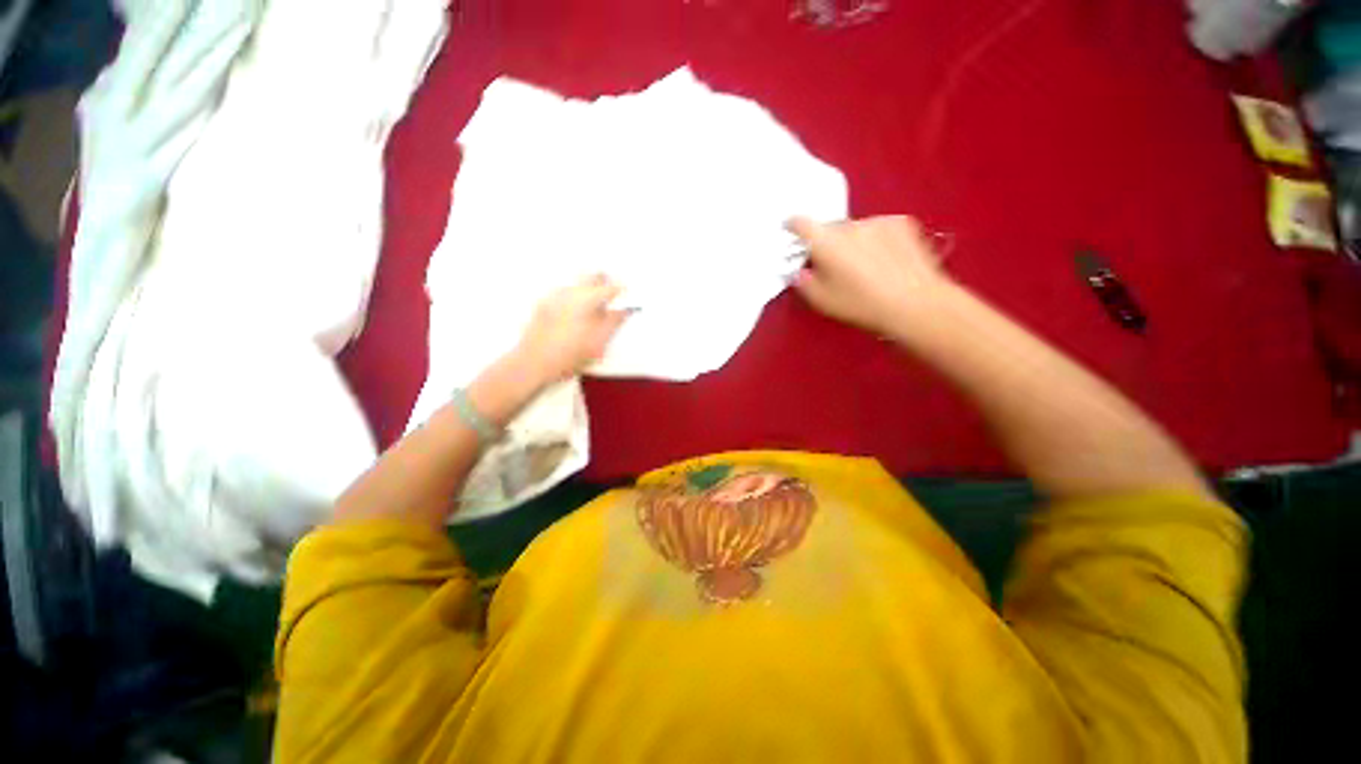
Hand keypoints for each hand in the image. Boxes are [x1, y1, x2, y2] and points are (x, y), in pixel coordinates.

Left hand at [515, 275, 631, 384]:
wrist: (532, 364)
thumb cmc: (569, 355)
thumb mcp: (598, 342)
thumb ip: (613, 322)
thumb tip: (624, 310)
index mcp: (586, 299)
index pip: (611, 287)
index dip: (622, 292)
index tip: (628, 299)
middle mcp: (569, 292)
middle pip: (592, 276)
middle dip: (605, 283)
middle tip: (613, 299)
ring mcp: (553, 296)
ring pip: (577, 283)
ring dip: (589, 290)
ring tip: (595, 309)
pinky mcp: (542, 304)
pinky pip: (564, 293)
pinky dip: (574, 298)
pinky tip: (575, 315)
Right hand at [787, 215, 951, 336]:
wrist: (914, 302)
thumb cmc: (860, 304)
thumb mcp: (822, 300)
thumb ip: (803, 282)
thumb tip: (801, 270)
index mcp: (825, 242)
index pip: (801, 223)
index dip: (792, 225)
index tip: (790, 229)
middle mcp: (849, 225)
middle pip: (830, 228)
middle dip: (827, 242)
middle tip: (833, 263)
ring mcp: (877, 220)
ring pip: (855, 228)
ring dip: (852, 241)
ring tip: (863, 264)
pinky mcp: (900, 222)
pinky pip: (878, 228)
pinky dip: (875, 239)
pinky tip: (884, 258)